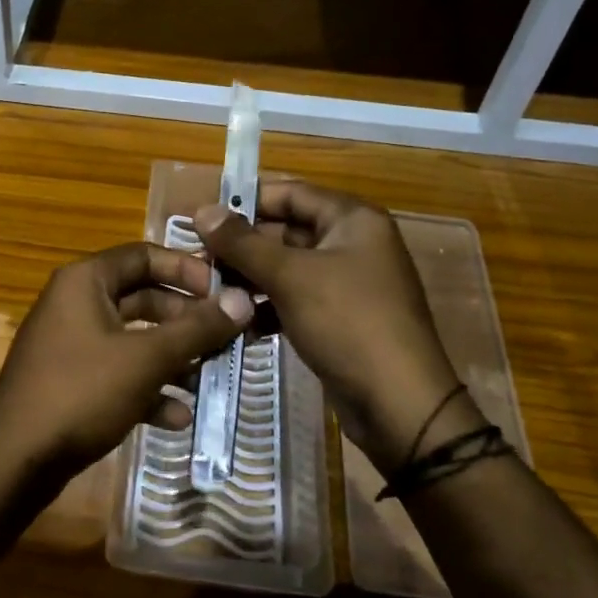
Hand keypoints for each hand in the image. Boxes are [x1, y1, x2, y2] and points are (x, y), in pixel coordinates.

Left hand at [0, 242, 253, 477]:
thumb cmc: (81, 393)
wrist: (15, 462)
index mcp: (85, 281)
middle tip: (227, 338)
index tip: (224, 292)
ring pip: (134, 339)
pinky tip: (177, 417)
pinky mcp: (70, 381)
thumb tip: (243, 299)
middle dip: (186, 320)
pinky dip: (147, 388)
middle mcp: (75, 303)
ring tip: (209, 379)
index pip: (144, 255)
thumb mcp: (146, 358)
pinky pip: (117, 372)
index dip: (187, 269)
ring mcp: (70, 344)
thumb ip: (197, 328)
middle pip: (143, 298)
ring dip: (172, 357)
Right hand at [195, 181, 477, 475]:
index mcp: (353, 219)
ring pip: (288, 268)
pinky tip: (239, 324)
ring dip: (251, 278)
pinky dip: (269, 307)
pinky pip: (296, 299)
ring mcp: (348, 282)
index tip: (202, 218)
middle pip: (287, 230)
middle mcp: (353, 243)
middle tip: (199, 259)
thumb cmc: (347, 323)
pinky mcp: (340, 317)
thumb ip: (242, 242)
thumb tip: (202, 210)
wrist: (398, 405)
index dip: (246, 201)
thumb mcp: (290, 277)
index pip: (290, 193)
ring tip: (211, 291)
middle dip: (243, 246)